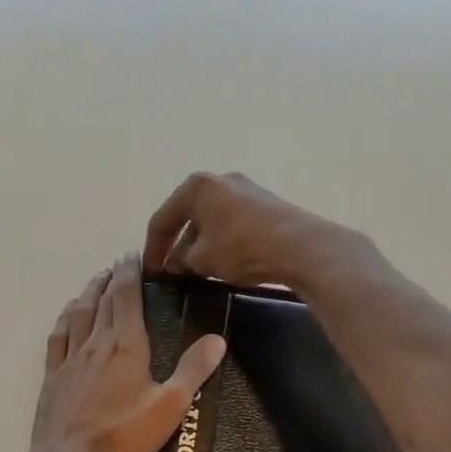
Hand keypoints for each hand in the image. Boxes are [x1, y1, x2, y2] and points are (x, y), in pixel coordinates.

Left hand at [32, 253, 226, 451]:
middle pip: (102, 300)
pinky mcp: (53, 375)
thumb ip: (193, 370)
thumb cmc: (123, 435)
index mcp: (126, 344)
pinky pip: (58, 336)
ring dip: (89, 292)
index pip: (126, 297)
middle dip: (112, 278)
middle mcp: (96, 342)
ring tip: (97, 280)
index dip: (130, 273)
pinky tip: (68, 314)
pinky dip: (65, 318)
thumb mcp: (170, 406)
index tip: (133, 256)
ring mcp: (70, 358)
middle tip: (119, 264)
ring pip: (79, 313)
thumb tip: (216, 338)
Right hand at [143, 172, 359, 288]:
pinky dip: (221, 240)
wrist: (300, 246)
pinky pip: (232, 222)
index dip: (152, 248)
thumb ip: (181, 260)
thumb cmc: (241, 247)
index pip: (162, 219)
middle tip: (171, 270)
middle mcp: (219, 180)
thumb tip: (176, 263)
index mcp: (196, 186)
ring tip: (196, 269)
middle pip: (188, 215)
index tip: (150, 272)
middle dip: (177, 244)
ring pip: (211, 219)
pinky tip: (223, 261)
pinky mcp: (266, 203)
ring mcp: (246, 189)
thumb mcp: (202, 259)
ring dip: (200, 243)